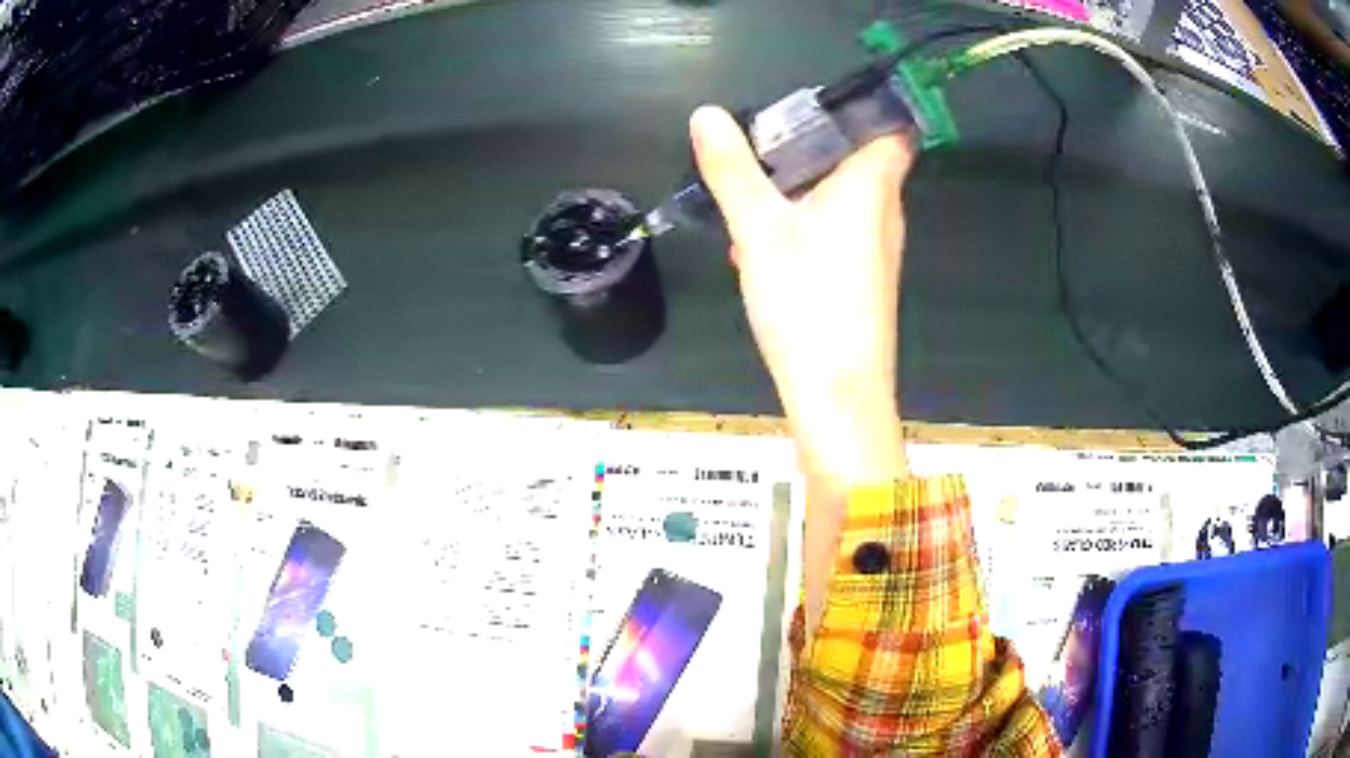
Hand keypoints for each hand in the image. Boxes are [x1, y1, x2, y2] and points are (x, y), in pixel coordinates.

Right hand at [690, 105, 914, 486]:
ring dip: (801, 192)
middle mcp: (885, 212)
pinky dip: (806, 227)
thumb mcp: (758, 227)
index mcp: (872, 185)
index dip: (865, 108)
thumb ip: (732, 169)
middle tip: (764, 146)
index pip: (892, 128)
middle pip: (860, 160)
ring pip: (843, 200)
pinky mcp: (865, 280)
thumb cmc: (808, 299)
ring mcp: (878, 250)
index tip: (818, 104)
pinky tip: (766, 248)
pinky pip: (838, 234)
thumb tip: (707, 114)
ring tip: (754, 197)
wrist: (837, 393)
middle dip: (813, 149)